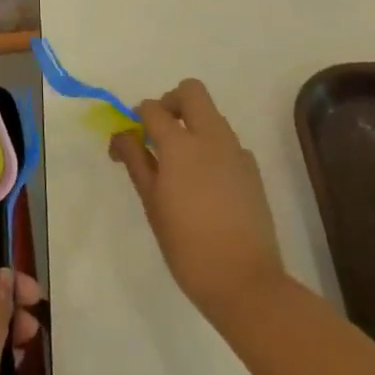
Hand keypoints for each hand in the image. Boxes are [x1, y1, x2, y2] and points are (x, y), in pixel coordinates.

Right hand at [110, 78, 285, 330]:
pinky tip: (204, 183)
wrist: (246, 283)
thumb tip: (122, 135)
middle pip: (192, 92)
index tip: (128, 140)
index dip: (136, 117)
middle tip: (158, 133)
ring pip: (212, 115)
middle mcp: (211, 137)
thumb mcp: (152, 203)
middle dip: (170, 102)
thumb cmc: (187, 245)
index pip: (153, 108)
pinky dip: (211, 148)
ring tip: (179, 164)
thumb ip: (136, 161)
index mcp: (180, 144)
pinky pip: (227, 142)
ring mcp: (237, 152)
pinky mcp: (252, 171)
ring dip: (192, 124)